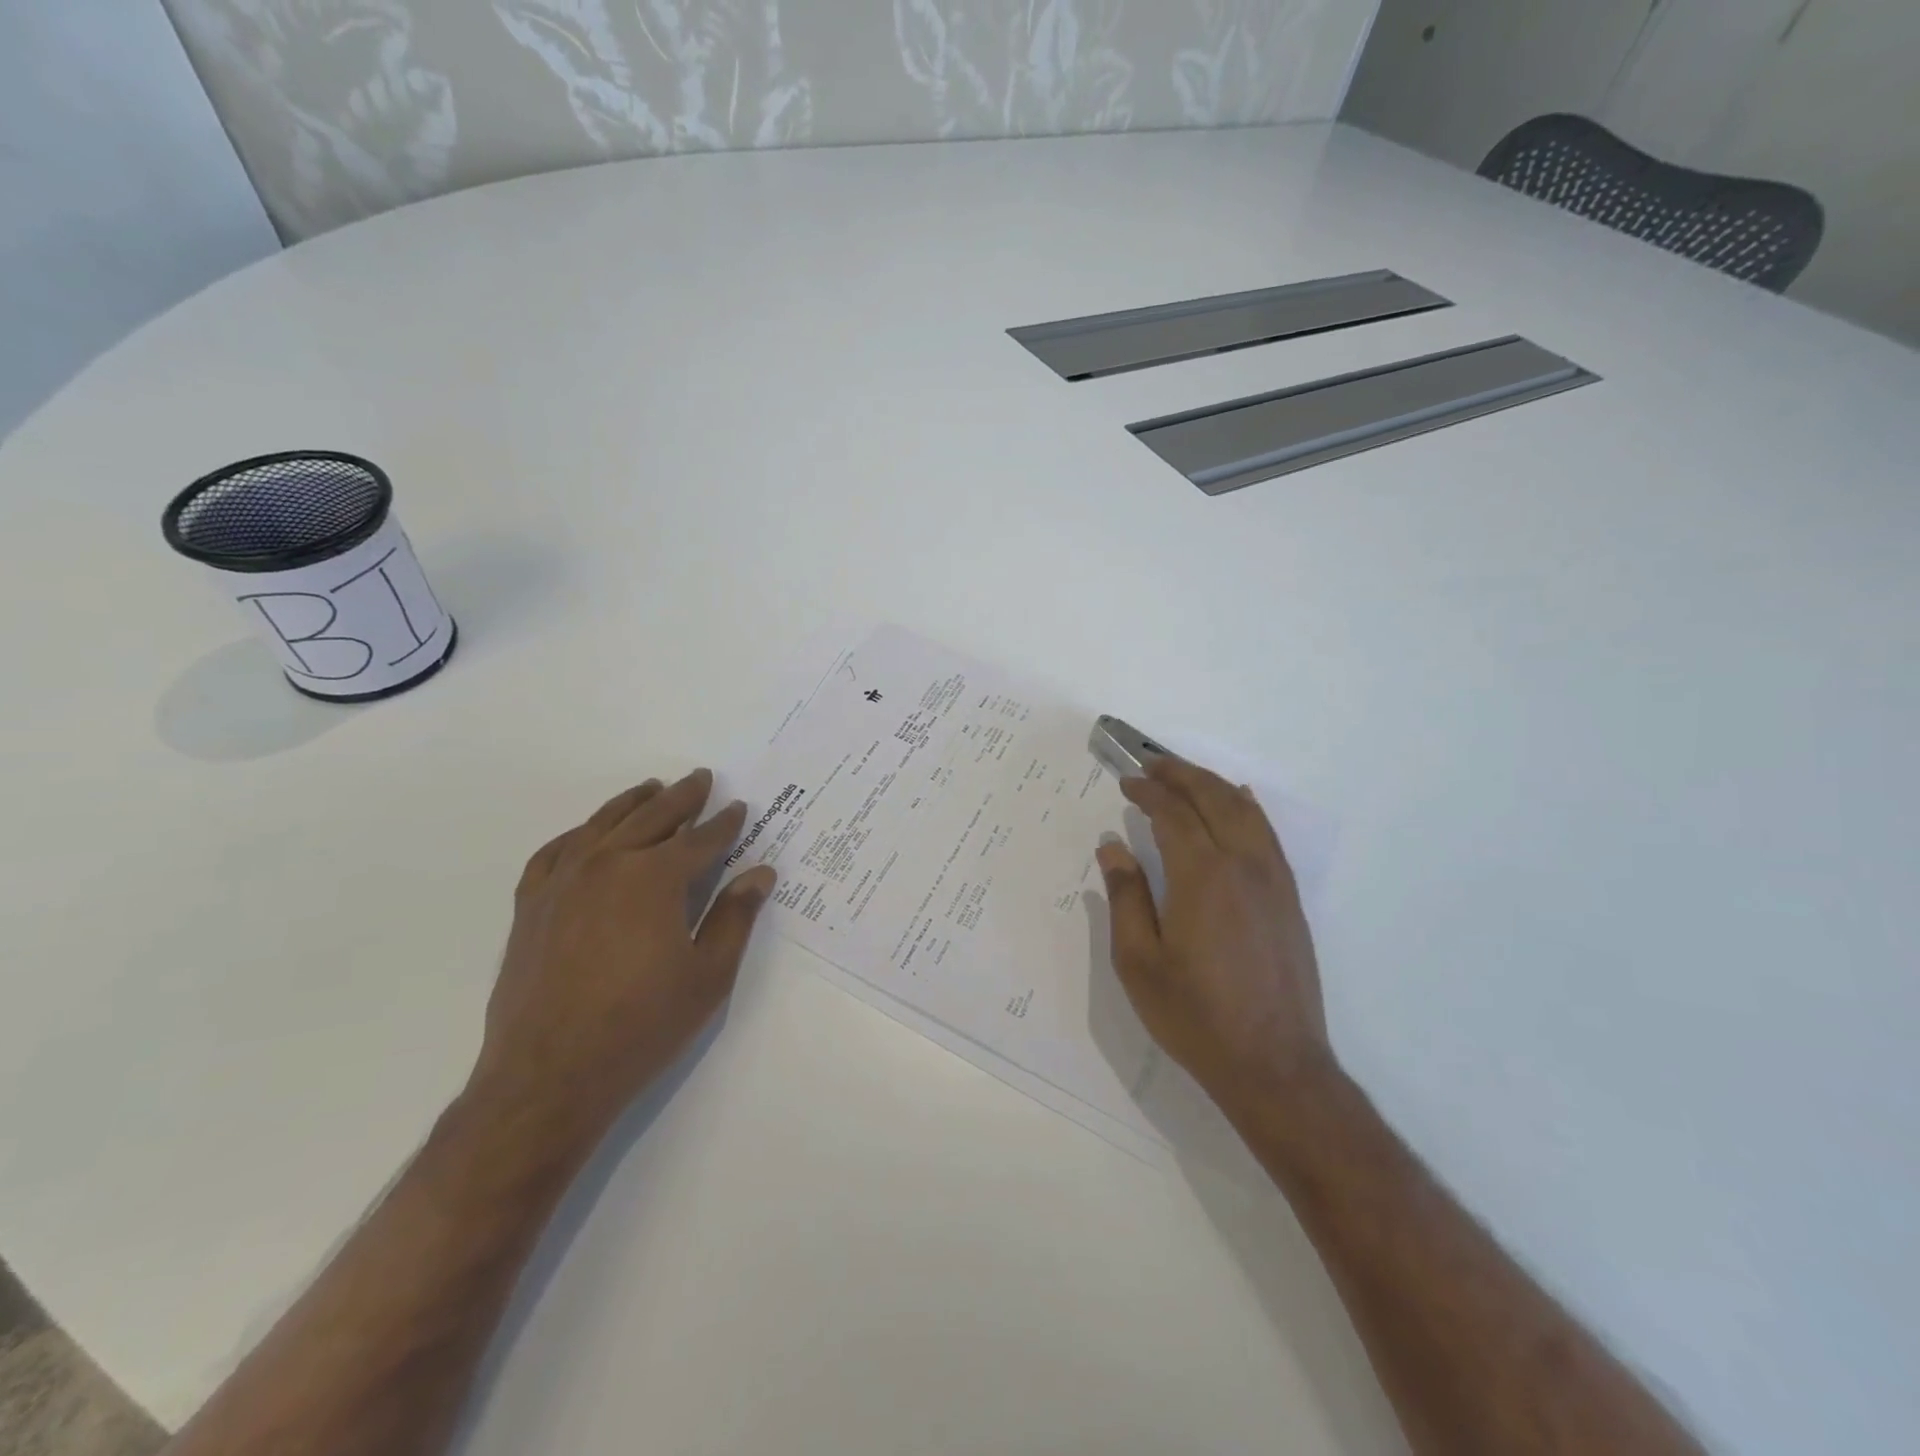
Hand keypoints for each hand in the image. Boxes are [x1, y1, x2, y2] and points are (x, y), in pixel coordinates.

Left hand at [469, 769, 777, 1142]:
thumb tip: (760, 873)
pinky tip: (588, 833)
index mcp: (655, 878)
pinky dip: (578, 834)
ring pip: (602, 825)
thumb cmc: (642, 1026)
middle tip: (700, 779)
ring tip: (651, 788)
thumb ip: (735, 917)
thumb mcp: (708, 975)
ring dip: (632, 803)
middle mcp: (607, 864)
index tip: (739, 807)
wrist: (548, 1077)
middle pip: (652, 818)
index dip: (724, 824)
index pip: (699, 840)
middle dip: (682, 797)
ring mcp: (562, 882)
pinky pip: (555, 852)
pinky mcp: (531, 905)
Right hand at [1096, 756, 1334, 1109]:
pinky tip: (1239, 802)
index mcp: (1202, 876)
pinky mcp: (1290, 899)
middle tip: (1151, 765)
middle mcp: (1243, 865)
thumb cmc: (1195, 1016)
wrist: (1275, 1065)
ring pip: (1245, 811)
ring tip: (1185, 776)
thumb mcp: (1139, 961)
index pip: (1173, 814)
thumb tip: (1112, 847)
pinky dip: (1248, 808)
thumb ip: (1125, 897)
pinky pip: (1268, 834)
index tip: (1127, 782)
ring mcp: (1274, 880)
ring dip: (1213, 785)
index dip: (1148, 793)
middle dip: (1180, 775)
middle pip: (1213, 799)